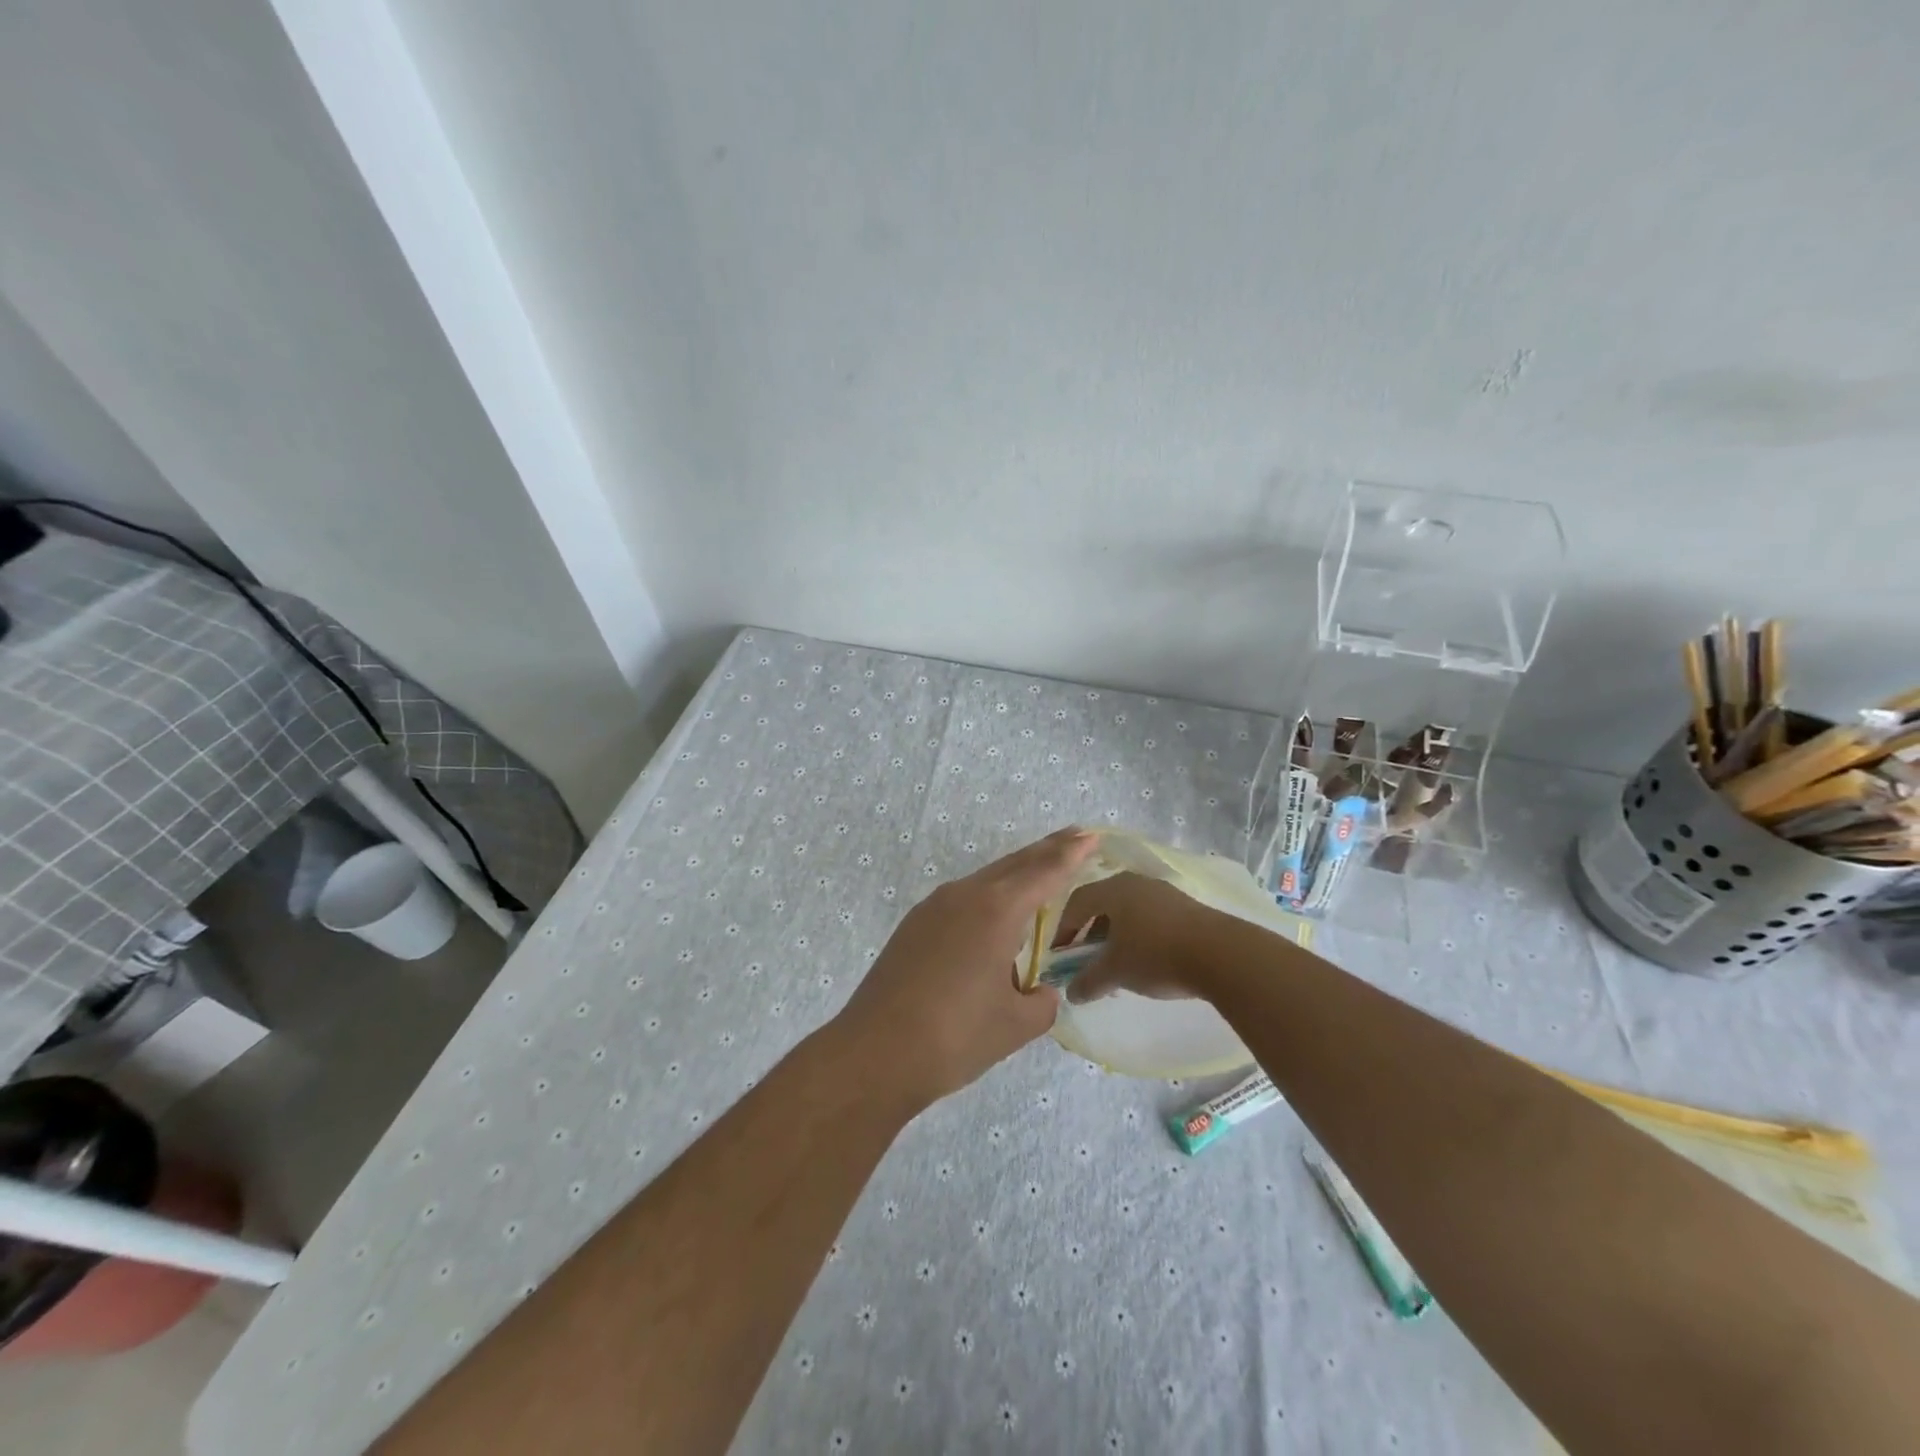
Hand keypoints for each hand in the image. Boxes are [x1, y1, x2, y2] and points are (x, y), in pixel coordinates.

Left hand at [834, 827, 1098, 1108]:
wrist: (875, 1053)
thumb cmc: (955, 1037)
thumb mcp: (1015, 1025)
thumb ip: (1041, 1002)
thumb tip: (1040, 991)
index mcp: (996, 911)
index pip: (1044, 873)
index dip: (1071, 854)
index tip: (1091, 835)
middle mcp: (964, 896)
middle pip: (1014, 864)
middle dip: (1046, 851)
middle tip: (1075, 837)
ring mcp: (933, 907)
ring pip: (985, 878)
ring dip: (1015, 871)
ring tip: (1040, 869)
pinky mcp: (914, 925)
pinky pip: (962, 897)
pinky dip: (988, 893)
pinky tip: (993, 912)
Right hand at [1058, 871, 1219, 1003]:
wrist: (1221, 954)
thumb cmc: (1156, 955)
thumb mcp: (1115, 972)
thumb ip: (1088, 981)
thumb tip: (1071, 993)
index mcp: (1112, 889)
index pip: (1076, 903)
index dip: (1063, 929)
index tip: (1060, 955)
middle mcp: (1135, 882)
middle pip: (1103, 904)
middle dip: (1090, 933)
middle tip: (1086, 959)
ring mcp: (1163, 892)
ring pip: (1128, 911)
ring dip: (1116, 936)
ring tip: (1117, 964)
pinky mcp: (1186, 907)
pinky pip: (1150, 917)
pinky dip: (1139, 936)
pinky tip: (1146, 961)